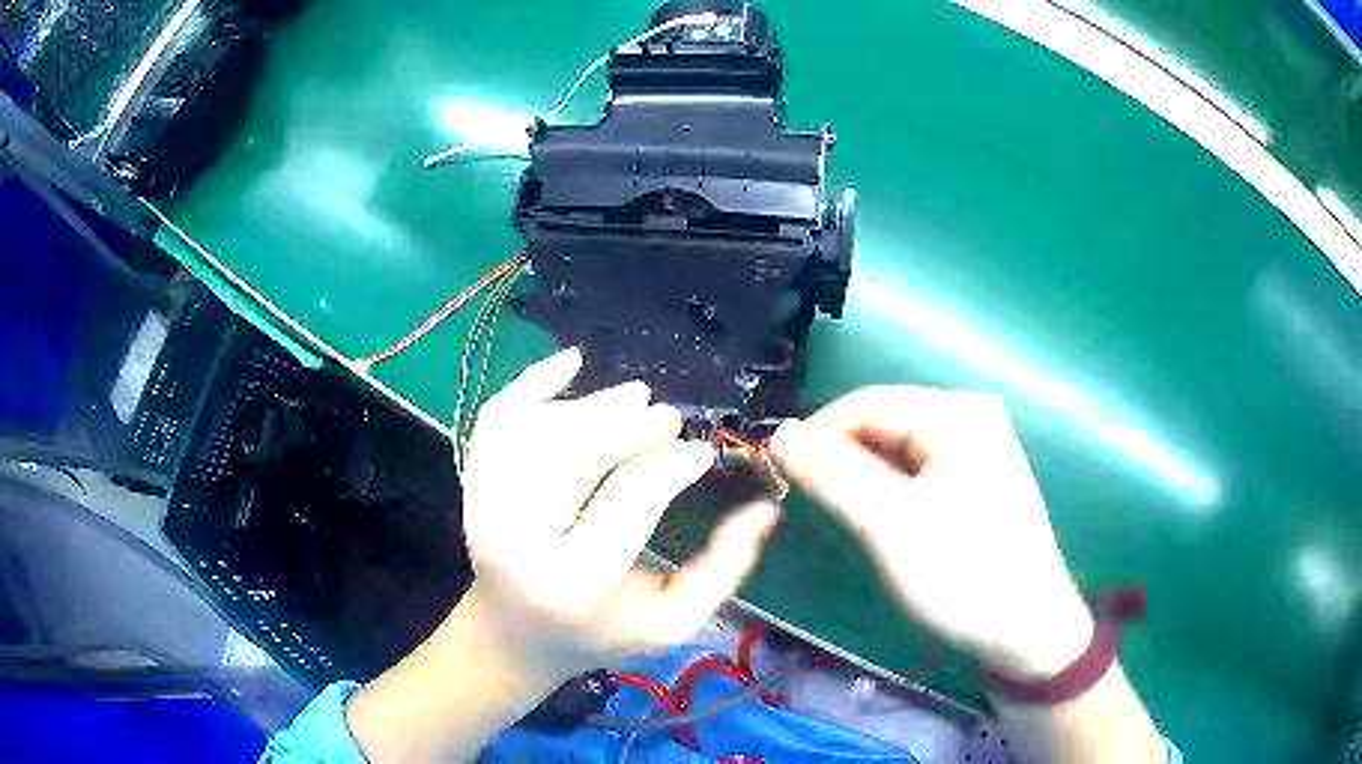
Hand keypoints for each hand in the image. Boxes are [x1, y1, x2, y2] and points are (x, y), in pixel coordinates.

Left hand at [457, 346, 779, 682]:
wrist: (514, 635)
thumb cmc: (599, 634)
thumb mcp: (671, 623)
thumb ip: (721, 571)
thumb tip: (765, 509)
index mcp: (573, 580)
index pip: (628, 498)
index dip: (671, 464)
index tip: (700, 452)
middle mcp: (517, 538)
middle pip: (574, 453)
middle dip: (630, 425)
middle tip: (667, 417)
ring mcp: (484, 506)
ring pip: (537, 429)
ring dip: (591, 404)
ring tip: (634, 399)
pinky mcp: (471, 484)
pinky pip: (496, 419)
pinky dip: (531, 382)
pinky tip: (570, 362)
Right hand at [768, 386, 1093, 679]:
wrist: (1028, 632)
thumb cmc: (964, 576)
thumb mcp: (891, 526)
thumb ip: (833, 474)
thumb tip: (779, 434)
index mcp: (957, 414)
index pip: (865, 403)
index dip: (815, 435)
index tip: (777, 478)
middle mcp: (970, 416)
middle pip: (883, 423)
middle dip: (840, 459)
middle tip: (806, 505)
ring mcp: (979, 447)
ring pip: (897, 449)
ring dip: (861, 477)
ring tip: (838, 516)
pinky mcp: (979, 477)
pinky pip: (918, 469)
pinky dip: (888, 490)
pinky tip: (878, 519)